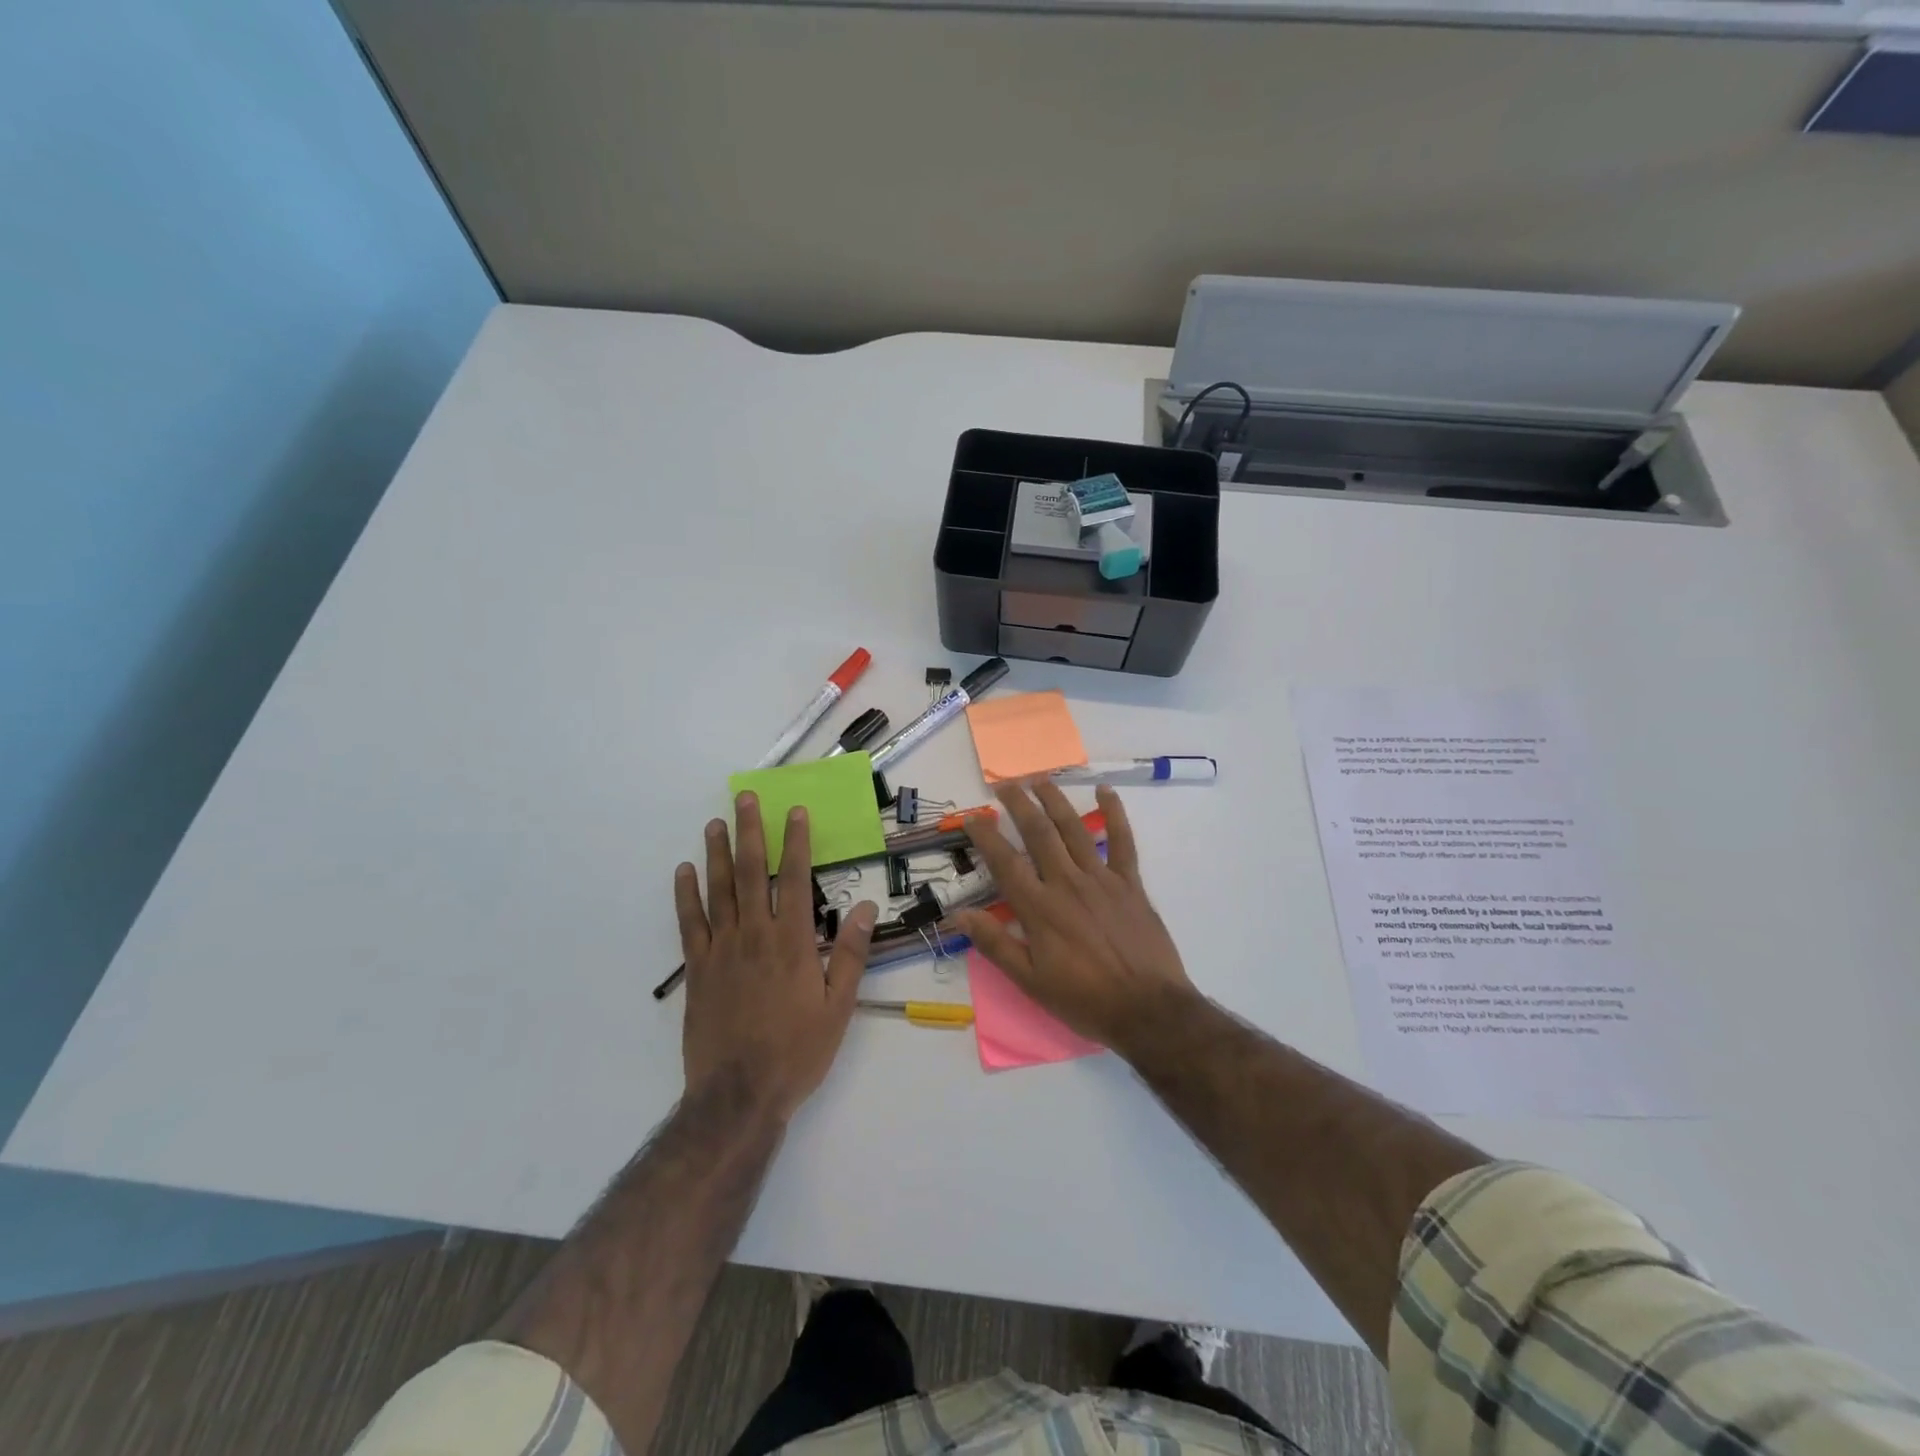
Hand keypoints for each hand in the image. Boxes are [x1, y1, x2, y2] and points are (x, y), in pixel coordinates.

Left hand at [675, 792, 877, 1122]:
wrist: (738, 1094)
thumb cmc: (797, 1050)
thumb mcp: (838, 1006)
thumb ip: (850, 953)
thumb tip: (867, 907)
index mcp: (791, 941)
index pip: (792, 878)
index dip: (794, 842)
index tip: (794, 811)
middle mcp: (754, 935)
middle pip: (749, 872)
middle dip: (749, 831)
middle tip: (744, 798)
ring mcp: (720, 950)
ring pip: (717, 890)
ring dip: (716, 854)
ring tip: (715, 823)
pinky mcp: (697, 970)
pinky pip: (689, 924)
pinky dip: (685, 895)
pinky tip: (683, 872)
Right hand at [955, 782, 1194, 1051]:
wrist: (1148, 1010)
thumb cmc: (1084, 1000)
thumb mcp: (1030, 982)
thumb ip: (995, 944)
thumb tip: (960, 914)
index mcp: (1039, 909)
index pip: (1005, 862)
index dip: (986, 836)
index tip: (972, 816)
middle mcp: (1067, 883)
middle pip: (1038, 834)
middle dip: (1019, 805)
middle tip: (1005, 784)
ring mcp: (1101, 879)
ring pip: (1074, 829)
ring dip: (1055, 801)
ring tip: (1040, 779)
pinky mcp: (1130, 883)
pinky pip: (1122, 841)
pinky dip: (1115, 814)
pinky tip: (1106, 791)